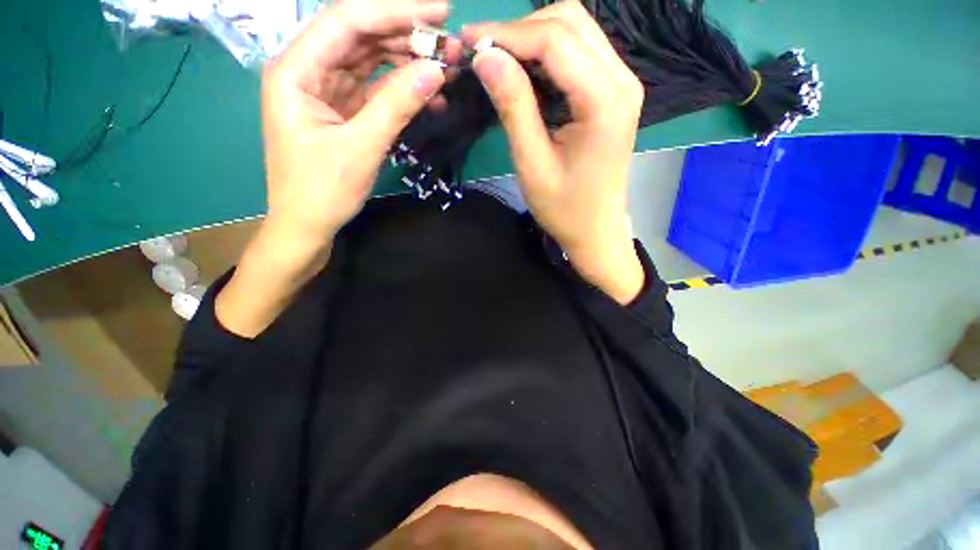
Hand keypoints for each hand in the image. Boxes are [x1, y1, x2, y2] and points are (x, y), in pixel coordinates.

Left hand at [217, 0, 449, 336]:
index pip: (348, 21)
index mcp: (295, 70)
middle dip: (406, 37)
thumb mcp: (362, 147)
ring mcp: (326, 91)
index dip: (395, 10)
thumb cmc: (323, 191)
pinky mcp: (342, 111)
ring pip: (370, 62)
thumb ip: (397, 105)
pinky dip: (400, 90)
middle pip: (361, 37)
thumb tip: (436, 71)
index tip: (440, 10)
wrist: (308, 225)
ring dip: (407, 64)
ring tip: (444, 69)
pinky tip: (427, 95)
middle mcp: (308, 71)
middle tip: (449, 44)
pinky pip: (374, 90)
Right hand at [464, 1, 645, 303]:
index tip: (468, 42)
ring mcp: (620, 84)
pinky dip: (547, 55)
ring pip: (575, 31)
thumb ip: (513, 106)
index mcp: (605, 101)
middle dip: (520, 30)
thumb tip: (485, 57)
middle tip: (482, 53)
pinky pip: (579, 54)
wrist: (595, 229)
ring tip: (498, 62)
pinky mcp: (612, 93)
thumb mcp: (532, 163)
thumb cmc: (564, 208)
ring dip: (532, 39)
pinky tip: (525, 75)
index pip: (555, 39)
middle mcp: (621, 80)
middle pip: (570, 21)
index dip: (507, 34)